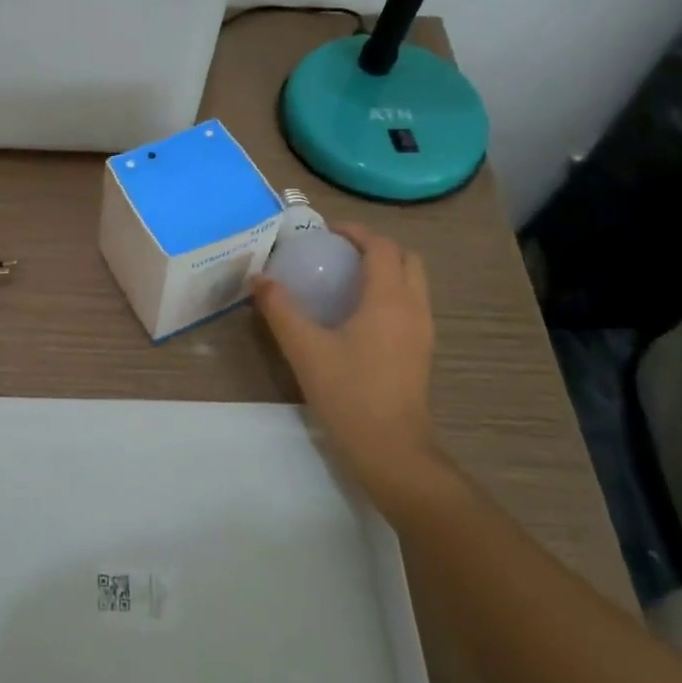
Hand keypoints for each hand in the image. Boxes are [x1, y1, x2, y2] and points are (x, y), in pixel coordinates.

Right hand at [253, 226, 443, 497]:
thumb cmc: (348, 393)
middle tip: (340, 253)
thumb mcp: (304, 349)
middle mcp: (413, 308)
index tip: (327, 233)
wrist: (391, 450)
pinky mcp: (422, 352)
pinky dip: (390, 294)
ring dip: (386, 270)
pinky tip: (358, 315)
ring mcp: (423, 331)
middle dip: (376, 247)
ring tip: (347, 280)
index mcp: (388, 299)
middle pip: (405, 259)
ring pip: (413, 283)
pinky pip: (411, 305)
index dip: (356, 232)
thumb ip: (280, 309)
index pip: (381, 247)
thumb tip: (258, 278)